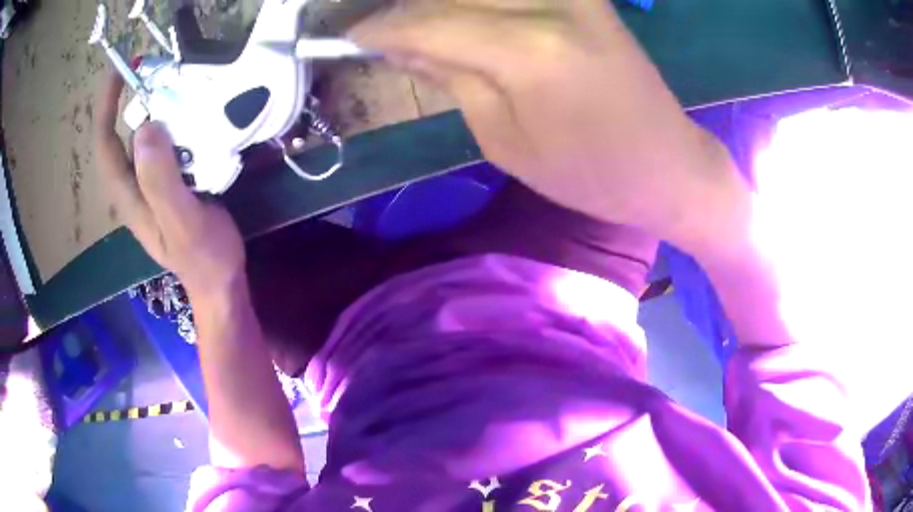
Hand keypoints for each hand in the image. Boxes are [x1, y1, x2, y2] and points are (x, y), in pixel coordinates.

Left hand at [95, 72, 244, 294]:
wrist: (221, 282)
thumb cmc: (203, 257)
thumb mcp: (182, 221)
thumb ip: (160, 181)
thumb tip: (145, 128)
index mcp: (129, 195)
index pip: (105, 145)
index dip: (107, 106)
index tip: (121, 72)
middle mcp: (135, 186)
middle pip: (127, 136)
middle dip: (142, 102)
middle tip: (171, 78)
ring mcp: (153, 186)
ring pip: (149, 140)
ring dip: (164, 112)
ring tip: (189, 93)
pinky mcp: (171, 184)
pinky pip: (168, 147)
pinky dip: (180, 127)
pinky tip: (200, 121)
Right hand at [351, 0, 750, 250]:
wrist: (667, 163)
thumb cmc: (591, 174)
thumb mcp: (506, 141)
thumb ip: (451, 77)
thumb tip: (402, 43)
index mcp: (530, 50)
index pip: (427, 21)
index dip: (380, 27)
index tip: (348, 36)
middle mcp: (551, 3)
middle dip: (404, 8)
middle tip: (378, 31)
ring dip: (439, 3)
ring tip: (416, 28)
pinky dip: (476, 3)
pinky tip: (462, 19)